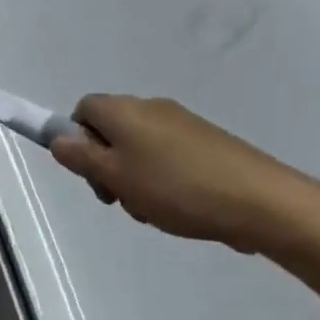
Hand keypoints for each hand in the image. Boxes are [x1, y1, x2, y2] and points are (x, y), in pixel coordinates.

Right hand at [50, 95, 319, 256]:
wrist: (262, 200)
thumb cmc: (177, 188)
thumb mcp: (117, 177)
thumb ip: (81, 157)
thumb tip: (58, 138)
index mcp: (124, 110)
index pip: (83, 110)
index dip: (78, 140)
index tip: (92, 175)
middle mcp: (150, 107)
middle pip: (111, 130)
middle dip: (108, 166)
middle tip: (122, 201)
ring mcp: (183, 123)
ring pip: (140, 148)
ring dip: (137, 178)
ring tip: (156, 212)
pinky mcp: (208, 142)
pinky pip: (170, 157)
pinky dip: (166, 180)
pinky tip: (182, 209)